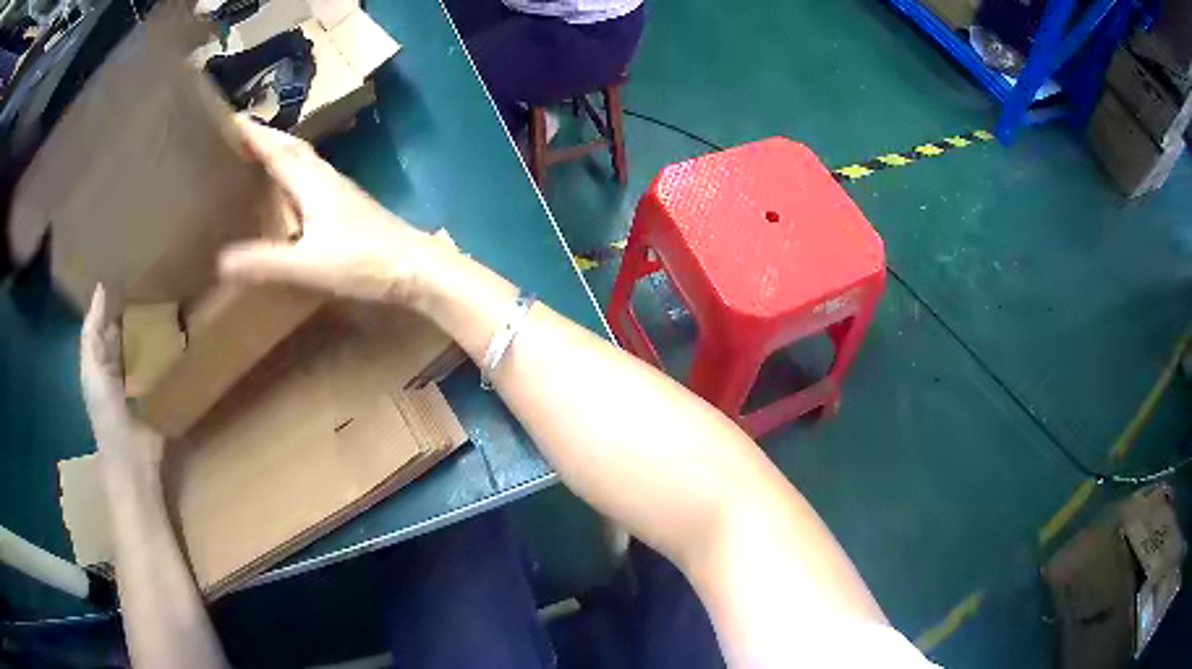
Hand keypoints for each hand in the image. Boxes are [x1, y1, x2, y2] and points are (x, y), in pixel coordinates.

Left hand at [80, 286, 164, 485]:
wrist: (133, 459)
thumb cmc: (106, 414)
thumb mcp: (91, 370)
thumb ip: (91, 333)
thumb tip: (101, 286)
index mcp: (102, 356)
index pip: (108, 318)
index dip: (116, 294)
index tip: (132, 264)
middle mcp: (122, 360)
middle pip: (130, 325)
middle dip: (140, 302)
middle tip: (159, 270)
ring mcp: (143, 374)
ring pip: (148, 338)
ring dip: (157, 320)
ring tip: (175, 289)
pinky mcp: (162, 387)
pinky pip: (165, 358)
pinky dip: (171, 343)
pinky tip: (183, 324)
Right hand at [218, 120, 454, 305]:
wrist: (415, 267)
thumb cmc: (363, 262)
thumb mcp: (308, 265)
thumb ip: (265, 263)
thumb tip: (221, 262)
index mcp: (312, 182)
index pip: (278, 149)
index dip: (254, 134)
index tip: (230, 120)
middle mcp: (325, 178)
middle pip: (291, 148)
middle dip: (265, 137)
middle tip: (238, 134)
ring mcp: (339, 190)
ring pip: (304, 160)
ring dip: (280, 152)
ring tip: (256, 155)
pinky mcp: (347, 206)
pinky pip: (312, 177)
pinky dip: (294, 173)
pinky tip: (290, 190)